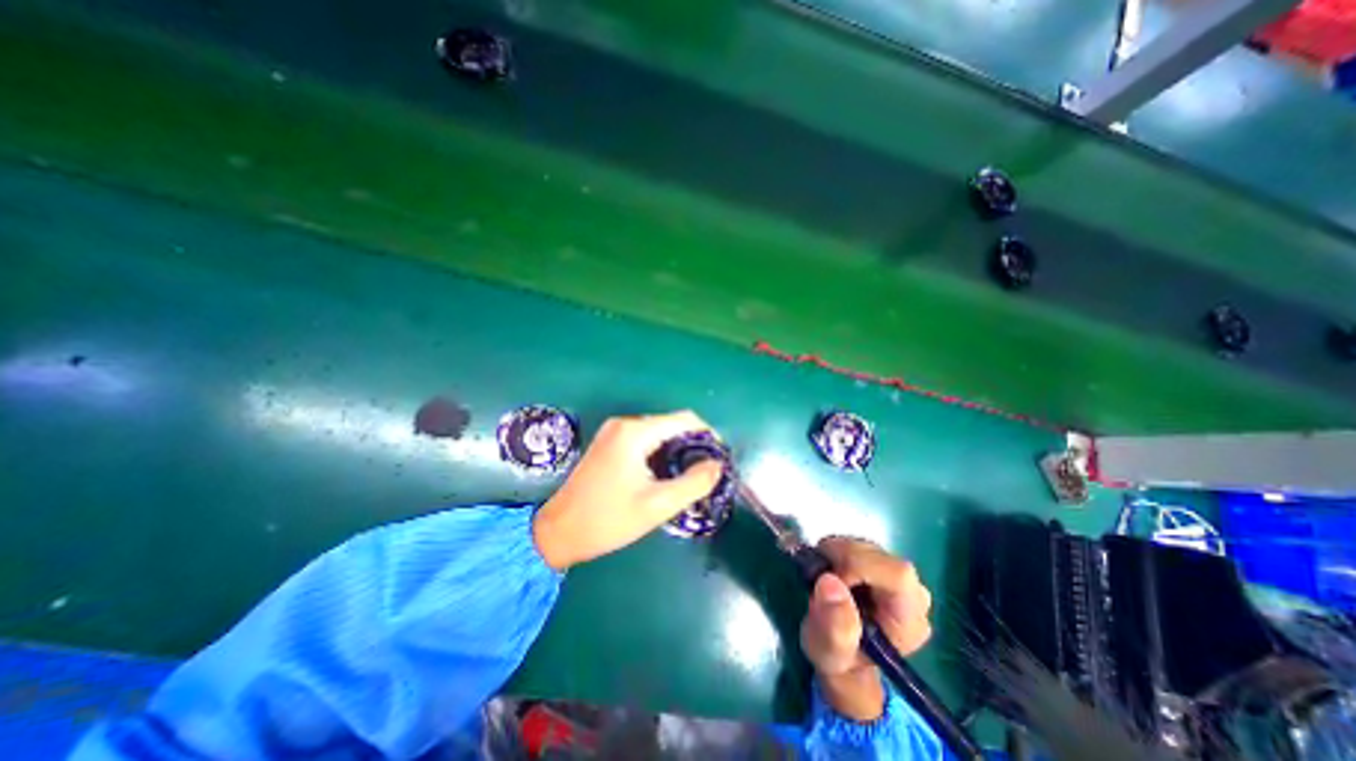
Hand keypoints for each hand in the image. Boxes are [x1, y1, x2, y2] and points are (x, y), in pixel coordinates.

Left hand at [528, 411, 725, 571]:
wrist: (558, 532)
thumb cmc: (608, 519)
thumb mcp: (657, 505)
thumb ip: (693, 483)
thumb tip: (717, 465)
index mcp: (635, 432)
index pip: (684, 420)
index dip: (708, 435)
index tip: (719, 458)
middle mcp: (624, 424)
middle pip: (670, 424)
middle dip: (692, 445)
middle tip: (705, 472)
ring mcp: (613, 432)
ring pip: (658, 433)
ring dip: (676, 450)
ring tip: (688, 476)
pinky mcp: (608, 443)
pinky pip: (643, 440)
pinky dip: (659, 452)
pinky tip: (663, 474)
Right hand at [803, 538, 934, 722]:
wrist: (844, 656)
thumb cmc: (839, 660)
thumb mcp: (829, 653)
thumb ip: (833, 626)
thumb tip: (829, 582)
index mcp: (909, 620)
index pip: (896, 574)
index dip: (858, 566)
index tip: (829, 578)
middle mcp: (912, 593)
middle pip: (877, 555)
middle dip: (841, 557)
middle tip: (818, 576)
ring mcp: (898, 576)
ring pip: (865, 545)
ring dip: (836, 554)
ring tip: (823, 578)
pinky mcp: (883, 564)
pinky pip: (858, 544)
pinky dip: (837, 551)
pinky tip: (831, 571)